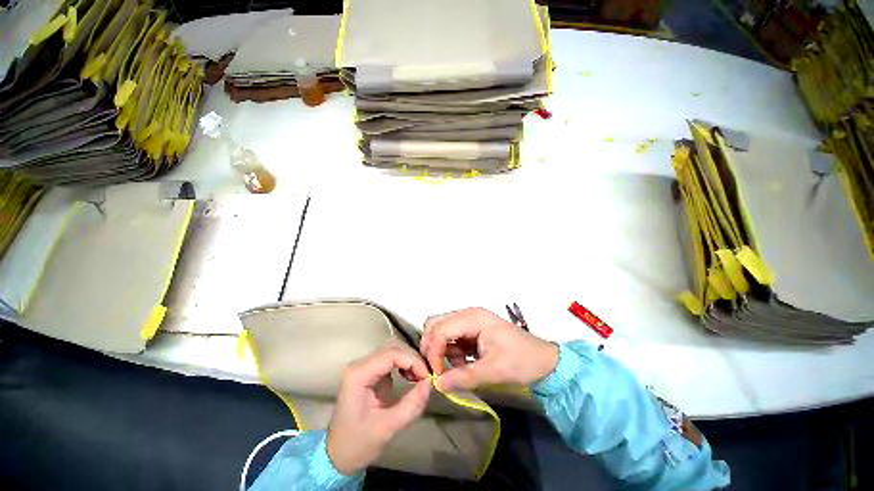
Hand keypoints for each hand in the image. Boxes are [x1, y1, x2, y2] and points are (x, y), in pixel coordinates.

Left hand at [326, 341, 431, 474]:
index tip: (427, 377)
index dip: (412, 361)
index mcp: (358, 374)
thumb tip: (430, 384)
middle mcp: (359, 364)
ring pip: (392, 349)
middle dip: (412, 359)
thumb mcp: (387, 428)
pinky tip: (410, 377)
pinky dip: (404, 364)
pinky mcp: (369, 371)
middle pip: (392, 347)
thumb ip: (411, 405)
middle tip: (425, 377)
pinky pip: (390, 358)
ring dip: (409, 360)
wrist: (337, 456)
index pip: (391, 353)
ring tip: (419, 377)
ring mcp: (363, 366)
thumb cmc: (358, 444)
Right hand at [420, 307, 558, 390]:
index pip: (440, 329)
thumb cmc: (522, 362)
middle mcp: (468, 314)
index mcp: (473, 318)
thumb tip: (437, 385)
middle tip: (438, 368)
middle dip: (432, 346)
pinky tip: (463, 364)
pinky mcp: (473, 330)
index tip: (437, 375)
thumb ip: (463, 377)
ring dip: (442, 350)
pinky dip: (451, 351)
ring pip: (442, 330)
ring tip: (456, 368)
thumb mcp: (493, 371)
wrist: (545, 361)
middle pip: (436, 324)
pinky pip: (452, 337)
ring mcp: (470, 321)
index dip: (433, 352)